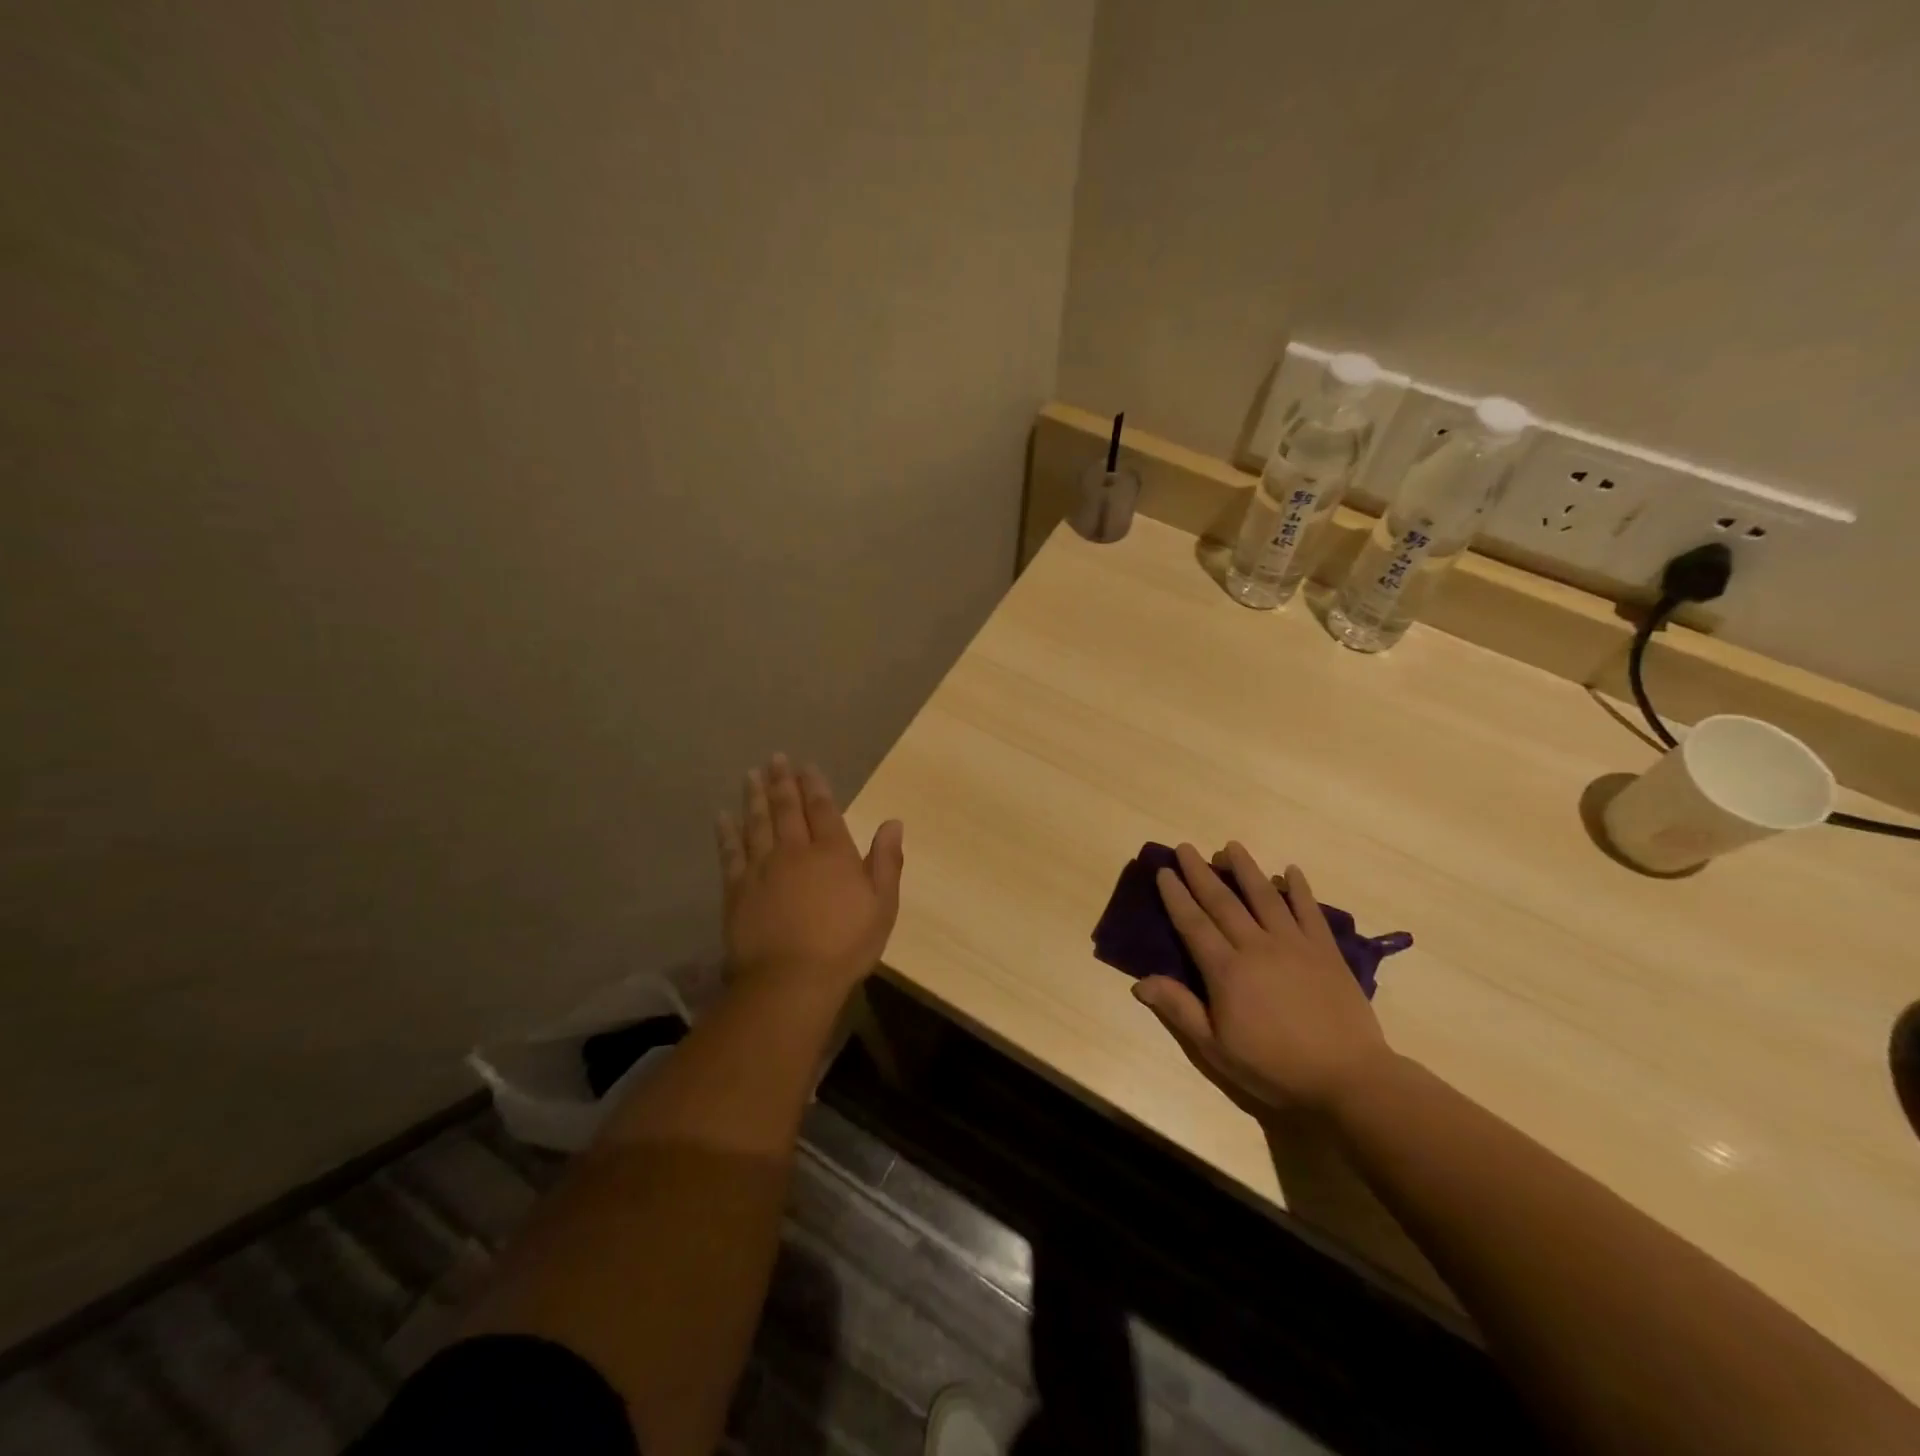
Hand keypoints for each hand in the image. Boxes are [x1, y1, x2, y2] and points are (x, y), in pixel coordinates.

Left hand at [715, 754, 903, 1001]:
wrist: (791, 980)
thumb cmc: (845, 944)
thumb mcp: (882, 905)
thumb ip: (886, 861)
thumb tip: (893, 822)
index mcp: (832, 852)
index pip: (822, 809)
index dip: (815, 785)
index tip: (806, 766)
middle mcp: (794, 851)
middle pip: (786, 808)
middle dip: (782, 781)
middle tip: (776, 758)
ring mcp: (762, 868)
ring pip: (756, 822)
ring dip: (754, 796)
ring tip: (751, 774)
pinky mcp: (737, 889)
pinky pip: (730, 853)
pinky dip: (726, 832)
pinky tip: (722, 817)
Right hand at [1132, 842, 1391, 1116]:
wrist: (1349, 1078)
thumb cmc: (1275, 1067)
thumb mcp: (1216, 1049)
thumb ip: (1179, 1009)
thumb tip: (1140, 982)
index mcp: (1226, 971)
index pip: (1193, 924)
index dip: (1176, 896)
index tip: (1164, 871)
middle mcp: (1256, 946)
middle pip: (1223, 901)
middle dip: (1201, 872)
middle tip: (1186, 847)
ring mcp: (1294, 944)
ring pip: (1264, 896)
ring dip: (1245, 869)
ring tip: (1231, 846)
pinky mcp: (1325, 950)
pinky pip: (1309, 911)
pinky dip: (1299, 888)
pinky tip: (1290, 870)